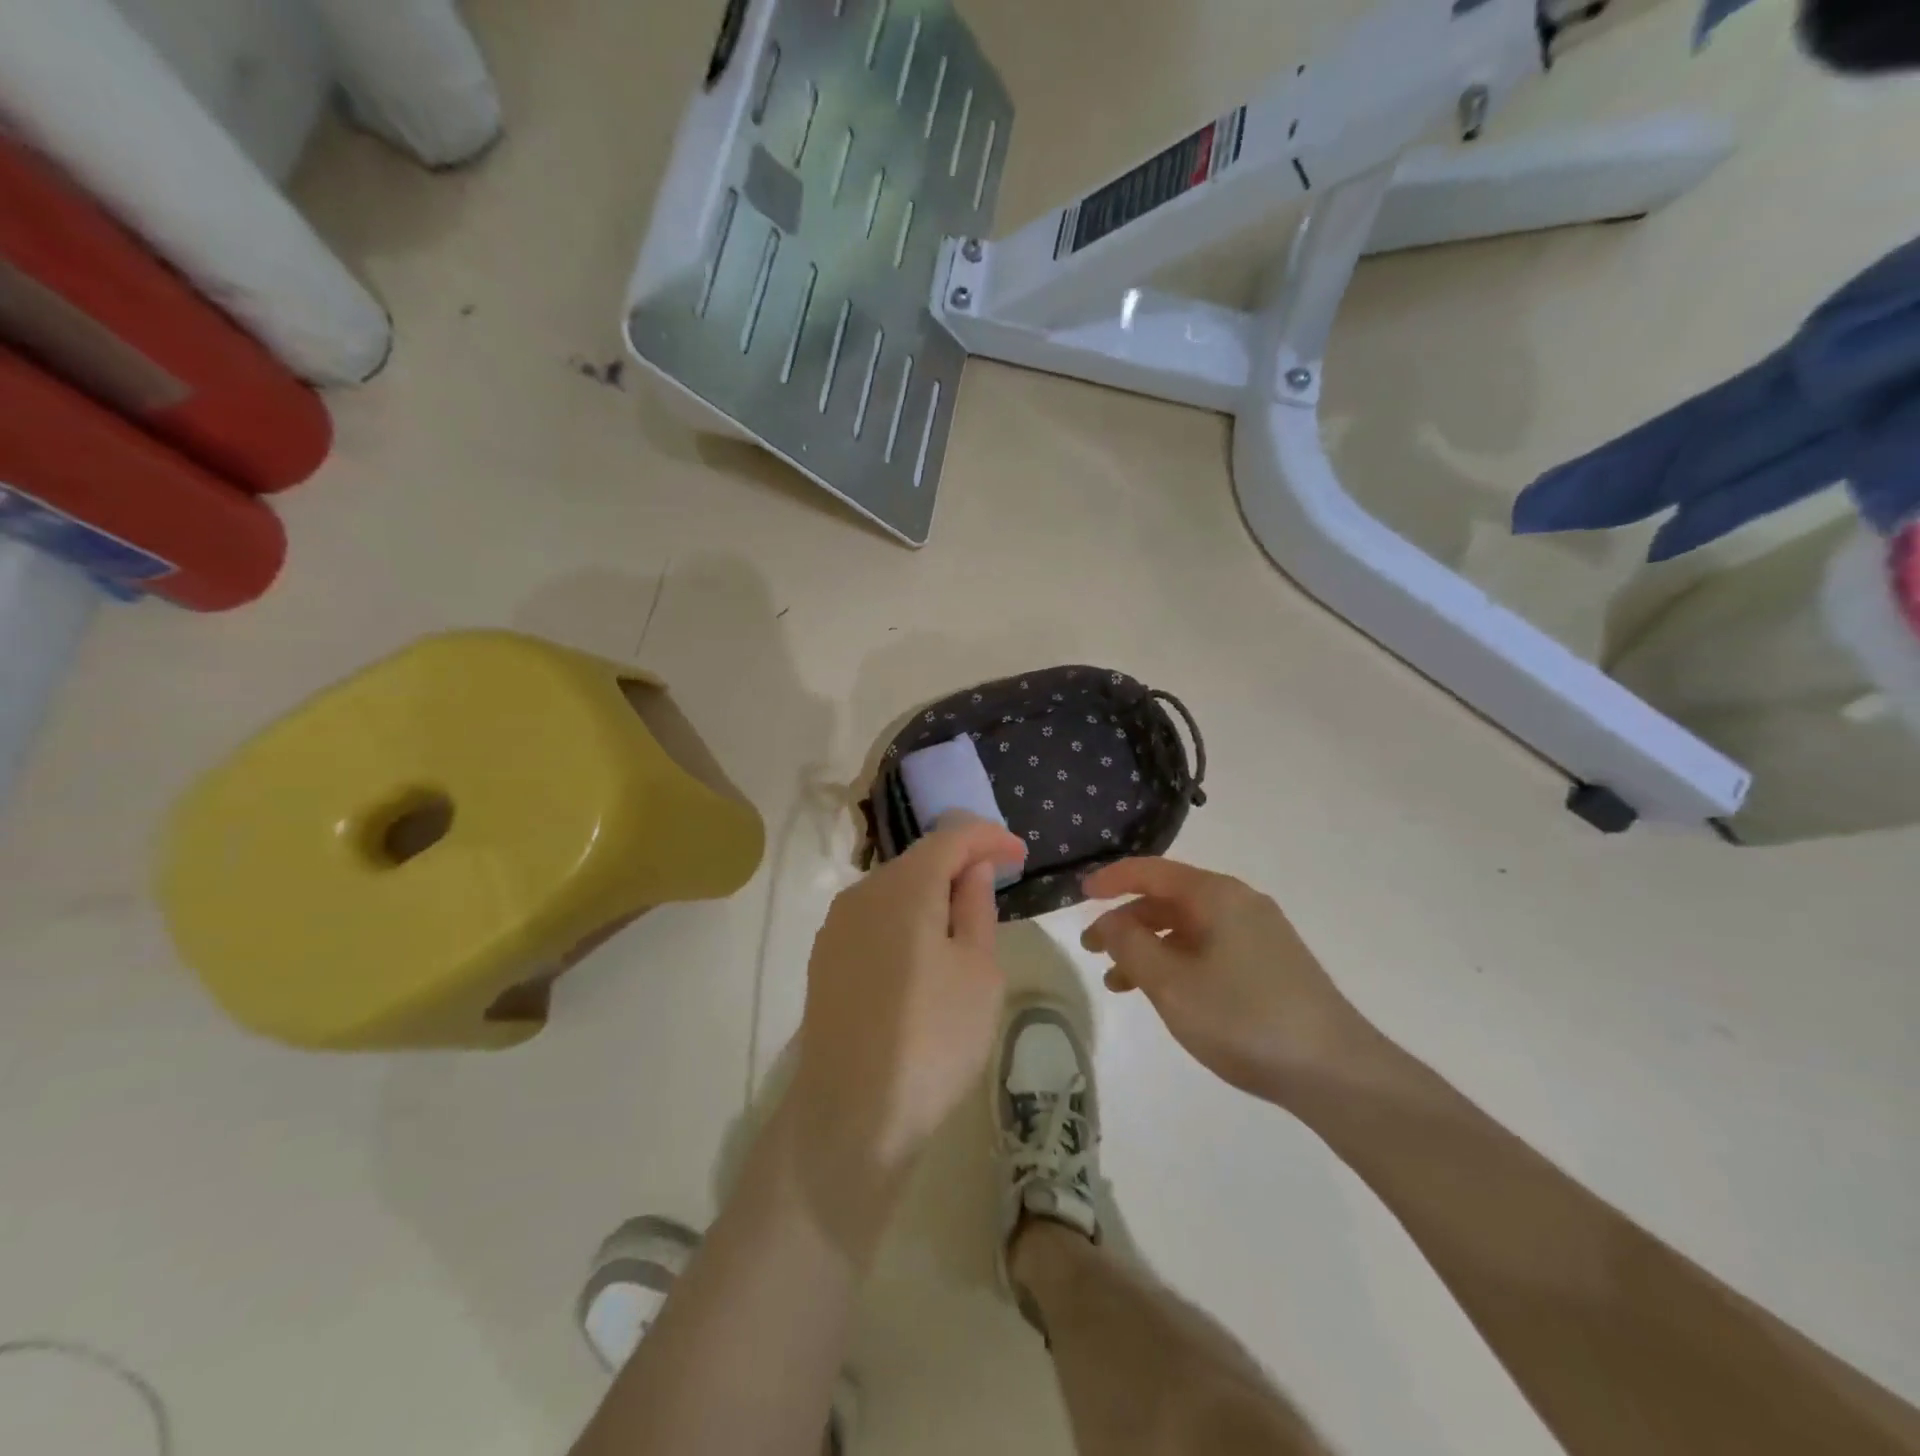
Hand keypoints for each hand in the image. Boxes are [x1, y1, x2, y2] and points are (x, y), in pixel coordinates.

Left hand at [784, 817, 1024, 1255]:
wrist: (851, 1115)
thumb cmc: (933, 1040)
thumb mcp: (978, 971)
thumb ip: (975, 907)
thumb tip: (973, 868)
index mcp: (904, 888)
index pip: (951, 837)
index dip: (989, 837)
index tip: (1020, 855)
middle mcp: (862, 893)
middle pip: (919, 859)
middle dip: (960, 862)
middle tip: (997, 884)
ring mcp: (837, 926)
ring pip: (894, 888)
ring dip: (932, 891)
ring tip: (964, 919)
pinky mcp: (825, 957)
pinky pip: (874, 917)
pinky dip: (906, 917)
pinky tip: (923, 949)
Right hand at [1081, 857, 1375, 1104]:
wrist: (1336, 1072)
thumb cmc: (1244, 1019)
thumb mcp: (1171, 983)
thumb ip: (1131, 945)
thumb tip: (1109, 921)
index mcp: (1216, 895)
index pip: (1151, 871)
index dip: (1112, 880)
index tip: (1079, 895)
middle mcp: (1239, 903)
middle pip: (1169, 899)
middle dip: (1126, 921)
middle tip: (1093, 950)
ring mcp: (1259, 934)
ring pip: (1188, 928)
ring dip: (1149, 948)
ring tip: (1119, 983)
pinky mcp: (1271, 964)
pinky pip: (1209, 949)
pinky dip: (1177, 963)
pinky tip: (1166, 995)